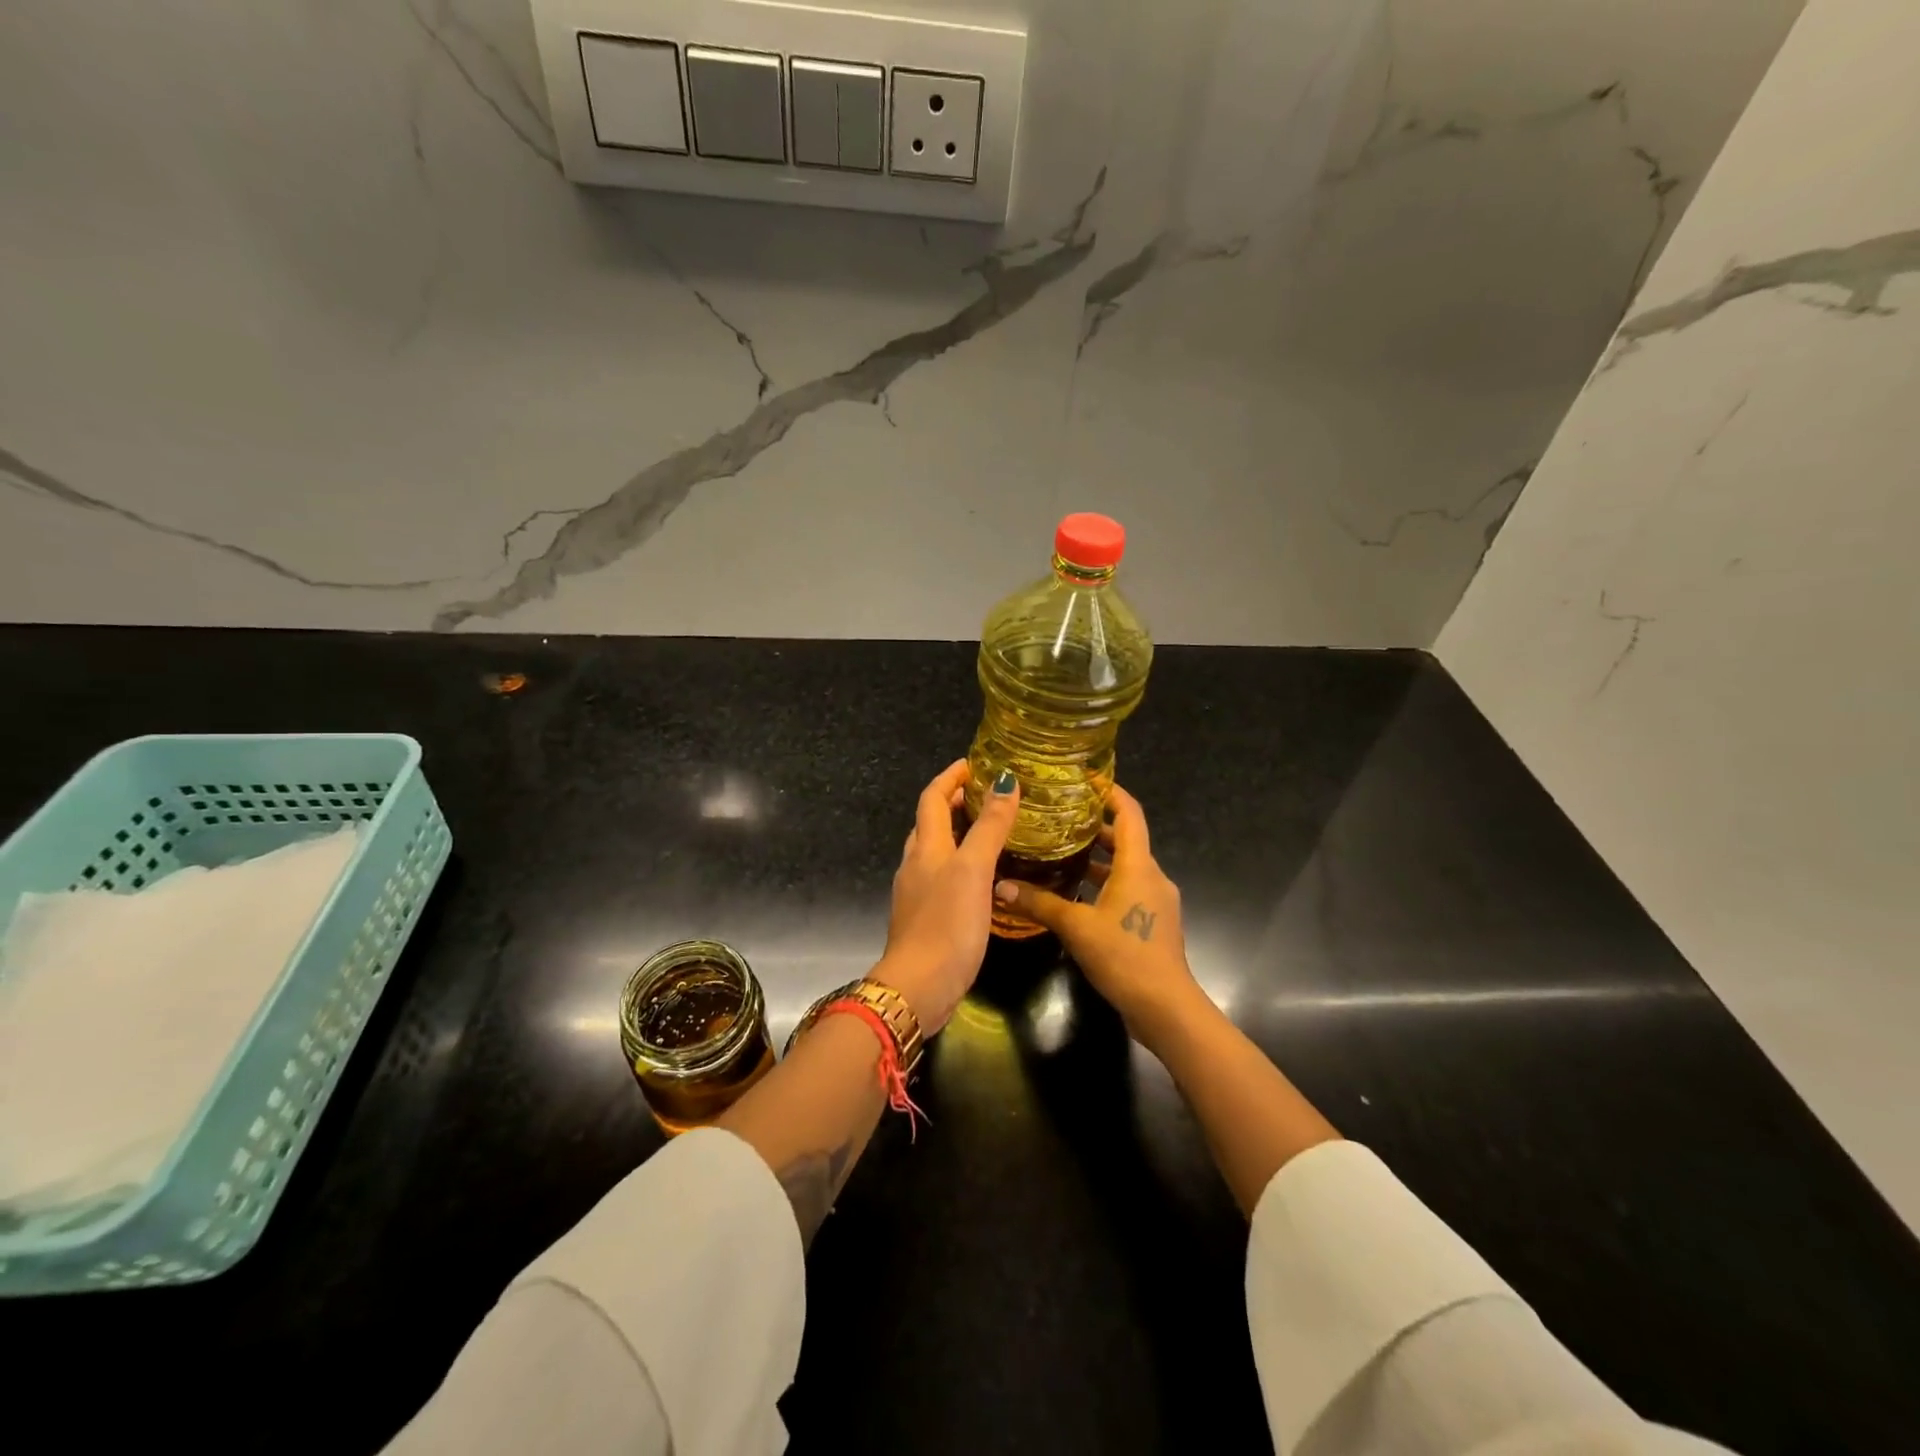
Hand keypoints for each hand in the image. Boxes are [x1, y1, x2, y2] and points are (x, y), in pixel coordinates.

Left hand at [878, 759, 1020, 1032]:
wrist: (918, 988)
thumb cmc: (947, 924)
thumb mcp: (973, 870)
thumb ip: (989, 827)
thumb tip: (1004, 781)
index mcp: (926, 847)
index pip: (932, 798)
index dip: (950, 777)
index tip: (974, 764)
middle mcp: (916, 864)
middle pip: (931, 822)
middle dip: (956, 803)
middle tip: (990, 796)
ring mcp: (918, 893)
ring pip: (937, 851)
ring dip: (960, 834)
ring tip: (993, 832)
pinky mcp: (927, 918)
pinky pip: (944, 878)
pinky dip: (962, 865)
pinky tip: (985, 879)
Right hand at [992, 786, 1201, 1038]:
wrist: (1166, 1008)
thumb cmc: (1124, 955)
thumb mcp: (1076, 927)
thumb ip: (1039, 903)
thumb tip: (1000, 886)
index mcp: (1138, 866)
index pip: (1129, 813)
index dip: (1111, 792)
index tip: (1087, 779)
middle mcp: (1152, 876)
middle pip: (1126, 839)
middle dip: (1095, 826)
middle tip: (1060, 816)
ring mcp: (1156, 901)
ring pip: (1126, 867)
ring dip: (1099, 859)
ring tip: (1061, 852)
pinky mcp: (1154, 923)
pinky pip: (1129, 890)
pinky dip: (1105, 884)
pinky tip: (1076, 895)